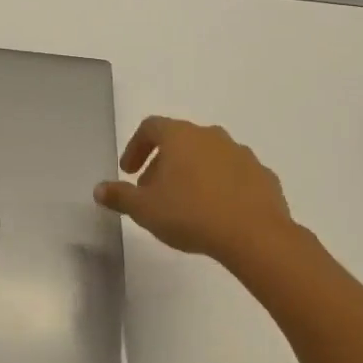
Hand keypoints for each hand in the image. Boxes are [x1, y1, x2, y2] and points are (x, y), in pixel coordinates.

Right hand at [95, 117, 305, 275]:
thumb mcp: (144, 209)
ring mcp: (241, 154)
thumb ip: (120, 196)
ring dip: (193, 173)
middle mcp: (211, 136)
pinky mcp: (263, 176)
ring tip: (186, 203)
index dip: (136, 147)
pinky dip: (221, 185)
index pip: (150, 127)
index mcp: (180, 136)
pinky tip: (217, 211)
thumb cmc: (191, 214)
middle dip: (163, 163)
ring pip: (209, 156)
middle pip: (180, 141)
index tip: (128, 172)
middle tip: (153, 192)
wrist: (256, 236)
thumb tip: (99, 189)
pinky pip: (234, 174)